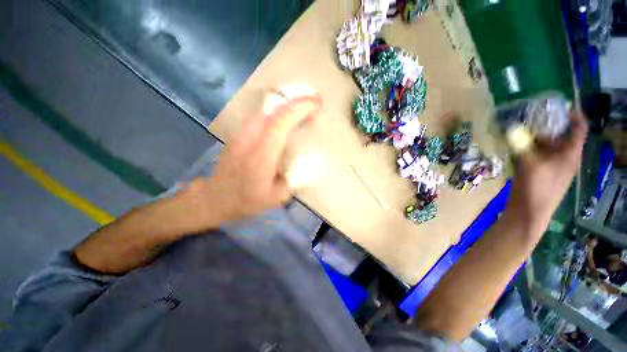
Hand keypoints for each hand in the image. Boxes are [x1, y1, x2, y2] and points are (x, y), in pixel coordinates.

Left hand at [187, 95, 321, 225]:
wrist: (215, 198)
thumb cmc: (248, 201)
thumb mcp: (278, 197)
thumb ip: (296, 178)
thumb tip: (310, 161)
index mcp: (261, 157)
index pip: (279, 124)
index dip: (298, 109)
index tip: (316, 103)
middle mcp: (248, 140)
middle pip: (271, 110)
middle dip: (296, 101)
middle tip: (314, 102)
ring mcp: (241, 134)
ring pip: (265, 109)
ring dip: (286, 104)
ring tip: (304, 108)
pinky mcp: (238, 134)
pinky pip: (260, 115)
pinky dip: (277, 111)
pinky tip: (287, 117)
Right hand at [508, 111, 587, 230]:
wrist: (530, 212)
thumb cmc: (537, 188)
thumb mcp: (529, 164)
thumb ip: (521, 145)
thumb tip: (512, 129)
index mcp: (570, 154)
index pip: (579, 129)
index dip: (573, 116)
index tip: (559, 106)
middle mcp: (565, 158)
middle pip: (561, 136)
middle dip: (549, 125)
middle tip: (532, 117)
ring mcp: (553, 166)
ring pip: (548, 145)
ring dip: (536, 137)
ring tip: (521, 130)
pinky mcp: (541, 172)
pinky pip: (539, 154)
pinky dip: (530, 148)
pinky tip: (517, 146)